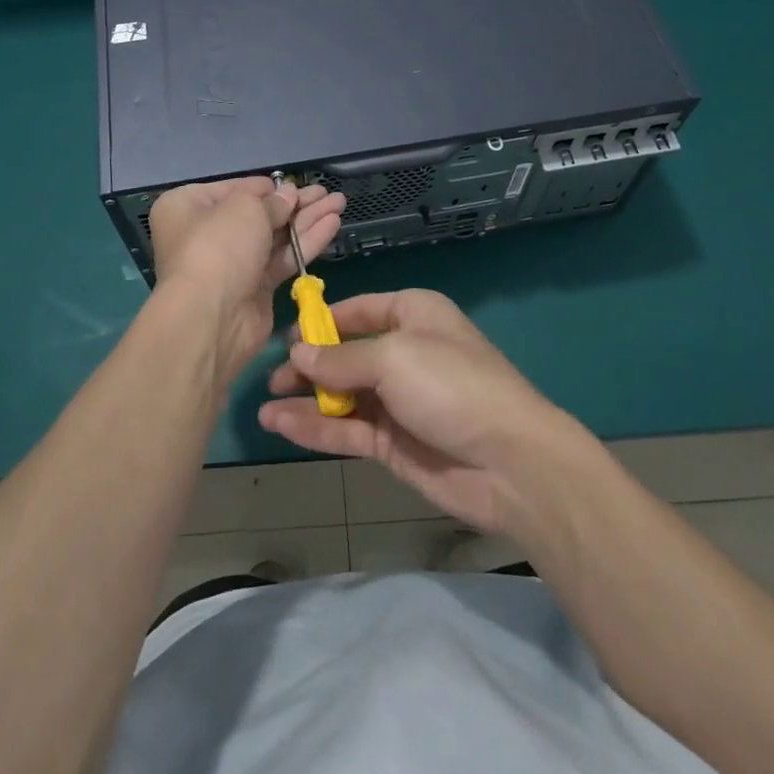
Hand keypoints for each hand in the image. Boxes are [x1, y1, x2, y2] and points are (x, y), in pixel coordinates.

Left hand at [148, 178, 345, 386]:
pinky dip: (306, 241)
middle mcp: (206, 233)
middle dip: (294, 202)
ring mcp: (232, 263)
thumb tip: (288, 195)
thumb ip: (272, 200)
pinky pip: (282, 258)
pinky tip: (333, 224)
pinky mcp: (254, 288)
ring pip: (275, 235)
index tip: (294, 183)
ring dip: (307, 219)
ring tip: (339, 202)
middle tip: (326, 192)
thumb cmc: (218, 246)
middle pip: (258, 212)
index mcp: (189, 206)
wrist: (212, 317)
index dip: (266, 187)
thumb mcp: (245, 208)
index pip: (234, 189)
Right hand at [259, 288, 591, 533]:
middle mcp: (402, 352)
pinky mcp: (393, 442)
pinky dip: (315, 428)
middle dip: (308, 365)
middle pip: (344, 354)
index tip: (284, 339)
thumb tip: (298, 354)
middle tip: (270, 378)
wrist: (510, 462)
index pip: (356, 311)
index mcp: (412, 315)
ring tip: (264, 406)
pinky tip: (282, 425)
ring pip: (341, 395)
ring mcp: (397, 400)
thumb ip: (340, 359)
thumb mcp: (393, 357)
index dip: (320, 323)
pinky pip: (347, 429)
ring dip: (305, 400)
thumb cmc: (451, 385)